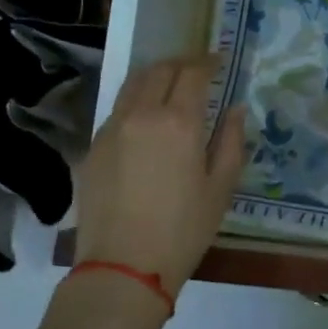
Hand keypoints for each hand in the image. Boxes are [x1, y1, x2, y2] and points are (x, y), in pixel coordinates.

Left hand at [72, 55, 245, 298]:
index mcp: (178, 122)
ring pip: (132, 85)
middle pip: (159, 71)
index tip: (218, 61)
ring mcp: (111, 129)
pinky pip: (116, 111)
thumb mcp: (221, 188)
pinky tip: (144, 119)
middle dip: (180, 63)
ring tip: (168, 83)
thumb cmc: (183, 230)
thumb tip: (235, 109)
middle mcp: (141, 114)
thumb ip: (231, 142)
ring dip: (154, 76)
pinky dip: (134, 102)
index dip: (207, 62)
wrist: (123, 267)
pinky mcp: (92, 148)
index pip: (192, 73)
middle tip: (196, 68)